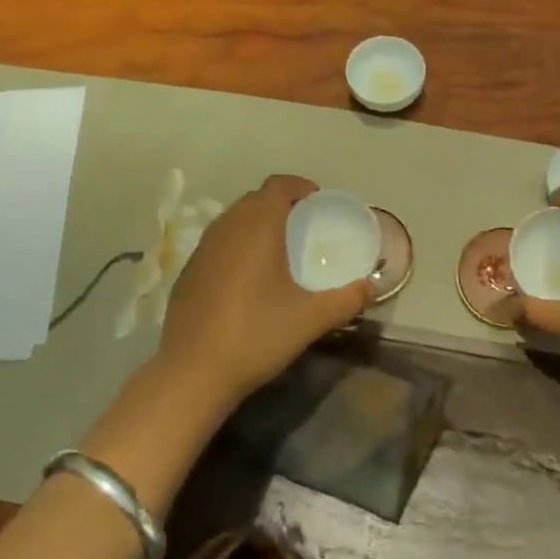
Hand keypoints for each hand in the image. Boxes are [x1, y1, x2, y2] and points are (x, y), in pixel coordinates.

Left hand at [159, 175, 371, 407]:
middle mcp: (227, 228)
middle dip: (280, 204)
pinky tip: (248, 278)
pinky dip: (237, 245)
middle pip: (255, 199)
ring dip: (256, 224)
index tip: (318, 202)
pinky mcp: (187, 272)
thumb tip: (372, 287)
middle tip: (304, 225)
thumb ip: (346, 300)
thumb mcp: (310, 319)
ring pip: (233, 220)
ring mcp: (202, 249)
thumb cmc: (256, 335)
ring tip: (278, 249)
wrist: (193, 372)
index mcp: (257, 227)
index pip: (278, 185)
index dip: (300, 187)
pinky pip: (218, 243)